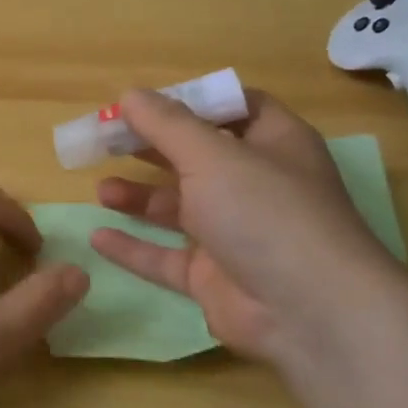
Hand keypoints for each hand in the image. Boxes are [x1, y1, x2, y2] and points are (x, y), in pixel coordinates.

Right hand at [90, 89, 407, 367]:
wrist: (309, 313)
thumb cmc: (265, 212)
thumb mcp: (212, 155)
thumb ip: (166, 124)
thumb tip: (130, 94)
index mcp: (273, 143)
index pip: (234, 108)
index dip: (191, 100)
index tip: (144, 101)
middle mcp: (255, 185)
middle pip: (196, 156)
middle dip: (152, 147)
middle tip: (107, 140)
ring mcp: (234, 233)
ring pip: (178, 208)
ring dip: (140, 196)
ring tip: (102, 190)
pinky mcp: (214, 277)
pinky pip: (165, 257)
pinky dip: (134, 247)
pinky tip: (98, 237)